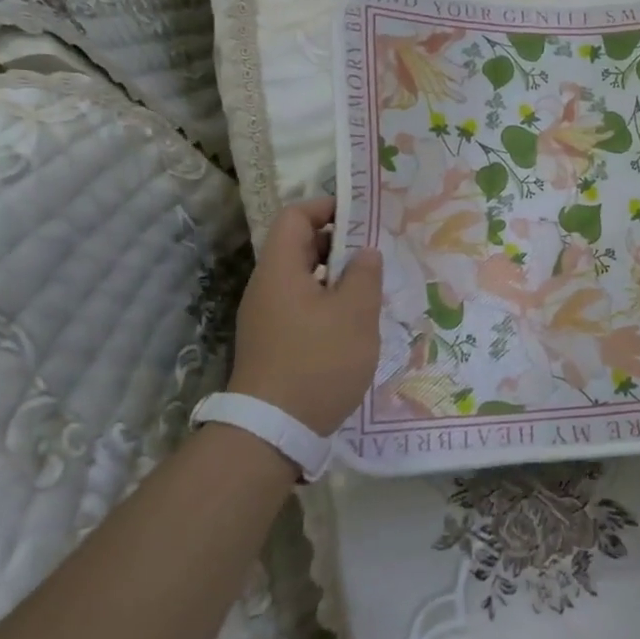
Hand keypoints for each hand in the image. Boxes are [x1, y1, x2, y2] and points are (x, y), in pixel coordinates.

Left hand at [225, 197, 383, 435]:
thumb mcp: (355, 314)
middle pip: (298, 246)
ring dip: (335, 276)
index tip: (362, 216)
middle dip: (337, 242)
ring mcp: (266, 317)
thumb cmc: (318, 362)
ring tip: (369, 287)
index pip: (295, 217)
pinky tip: (352, 322)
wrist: (273, 431)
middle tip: (374, 252)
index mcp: (280, 270)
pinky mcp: (272, 342)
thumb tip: (365, 253)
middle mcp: (266, 287)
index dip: (327, 207)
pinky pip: (300, 305)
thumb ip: (364, 275)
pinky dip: (326, 301)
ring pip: (302, 278)